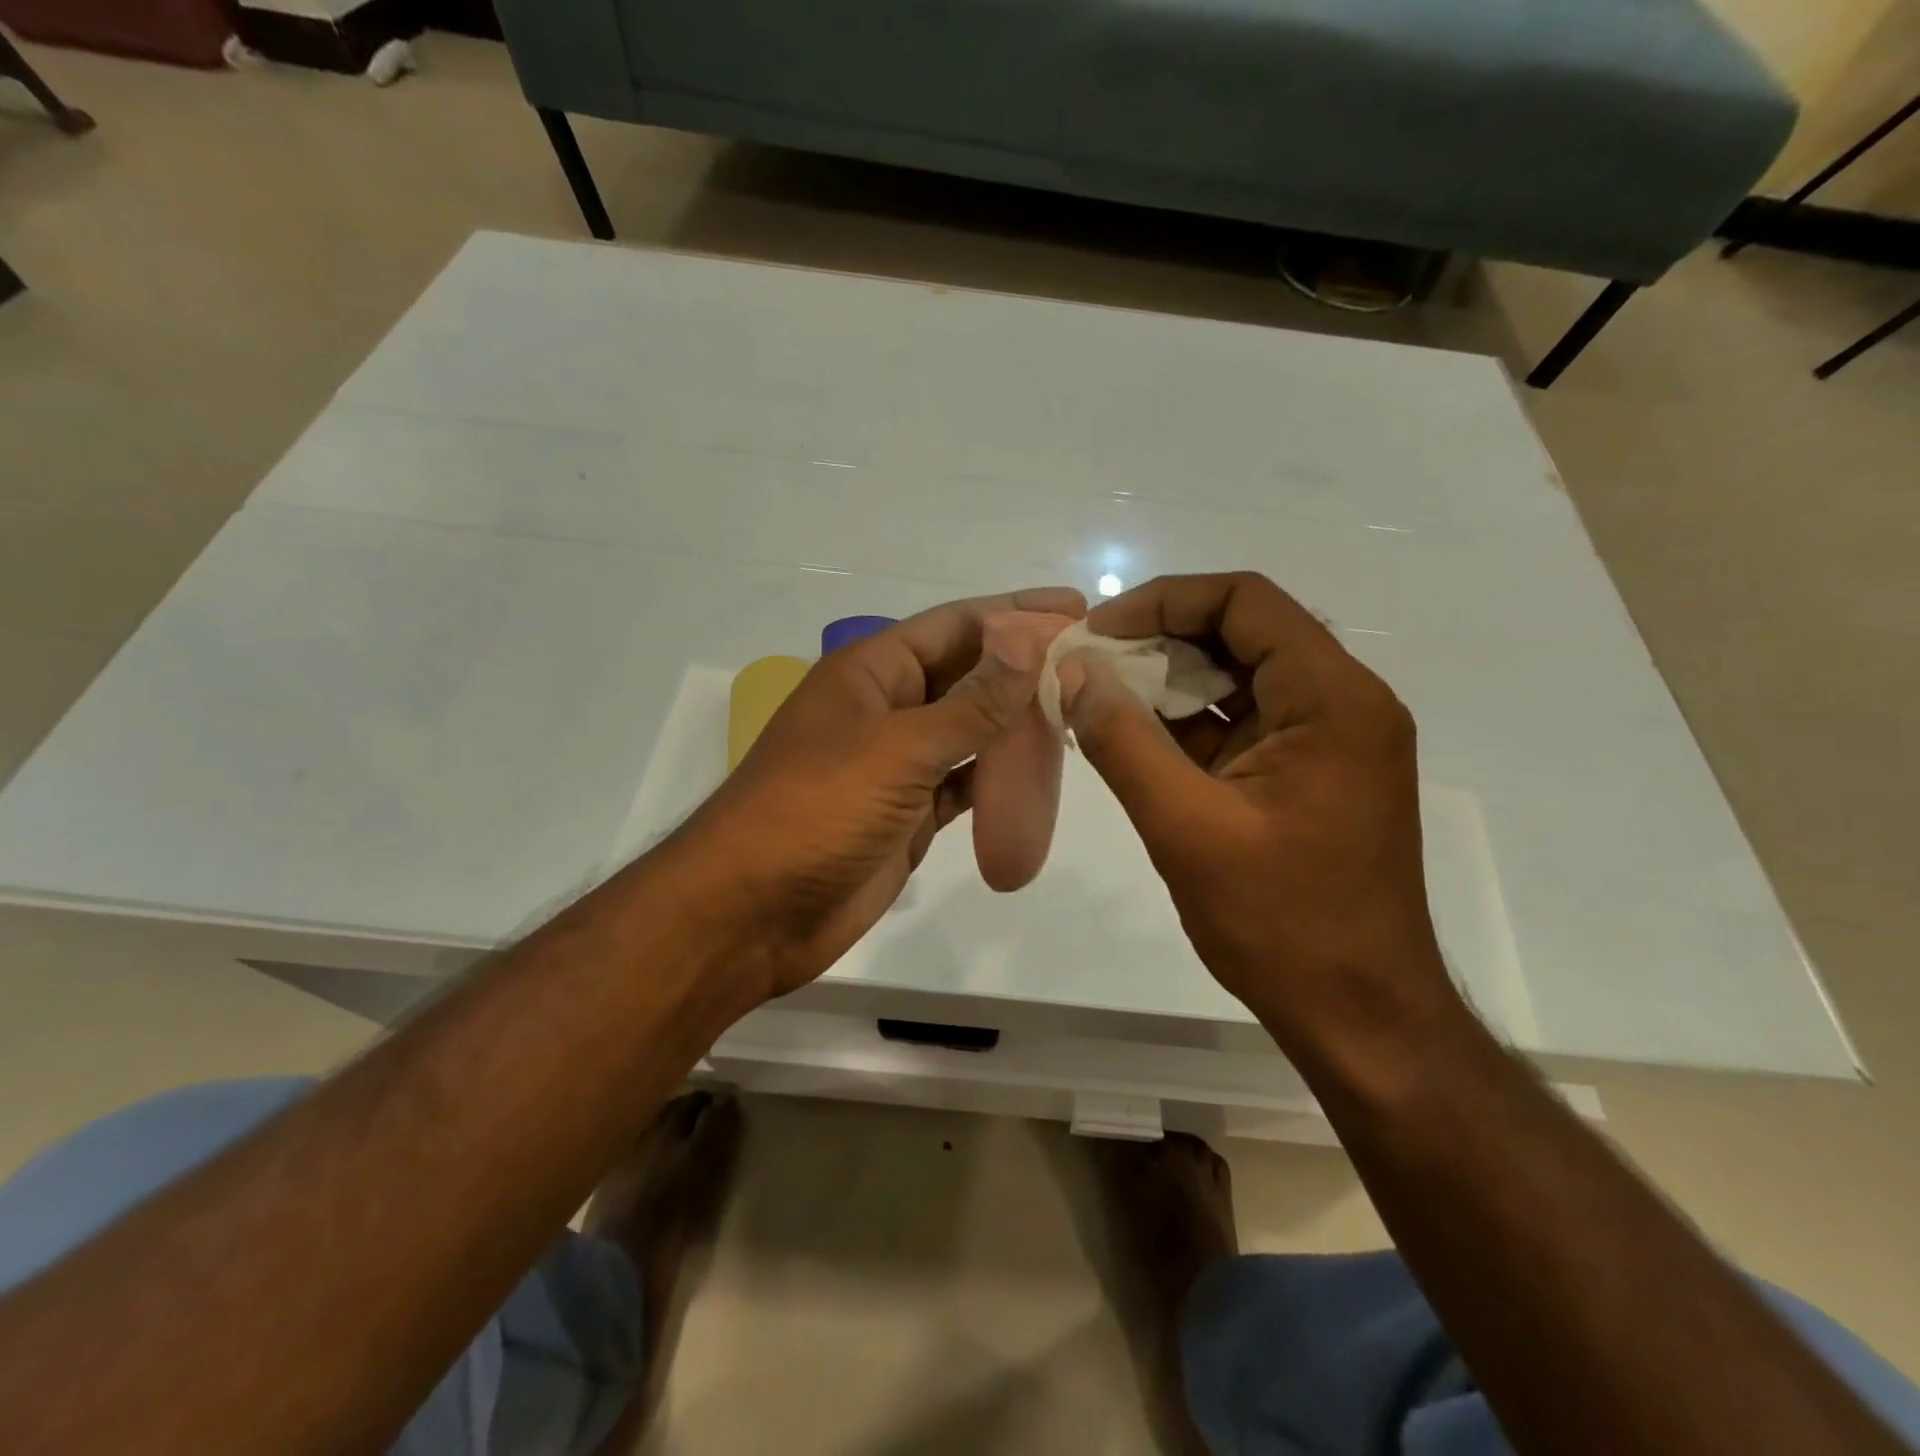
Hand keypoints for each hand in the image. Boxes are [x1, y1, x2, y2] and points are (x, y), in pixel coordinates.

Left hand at [675, 588, 1085, 999]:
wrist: (753, 913)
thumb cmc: (817, 810)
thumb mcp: (899, 748)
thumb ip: (972, 702)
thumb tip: (1029, 639)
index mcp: (871, 671)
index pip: (955, 626)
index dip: (1015, 613)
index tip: (1077, 608)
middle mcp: (886, 708)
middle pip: (966, 675)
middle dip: (1022, 665)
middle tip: (1091, 662)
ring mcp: (897, 764)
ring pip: (969, 730)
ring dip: (1016, 721)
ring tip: (1079, 710)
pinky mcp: (908, 814)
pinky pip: (964, 783)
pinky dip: (998, 776)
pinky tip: (1040, 770)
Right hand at [1055, 572, 1460, 1065]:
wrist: (1359, 1016)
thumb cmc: (1282, 923)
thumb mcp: (1186, 828)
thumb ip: (1123, 742)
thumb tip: (1073, 672)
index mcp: (1332, 699)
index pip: (1246, 601)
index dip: (1163, 601)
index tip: (1097, 633)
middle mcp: (1342, 703)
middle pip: (1243, 632)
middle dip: (1160, 640)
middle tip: (1089, 667)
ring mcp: (1329, 741)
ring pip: (1240, 678)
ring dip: (1169, 682)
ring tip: (1100, 701)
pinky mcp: (1309, 775)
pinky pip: (1242, 723)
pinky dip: (1188, 723)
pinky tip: (1134, 740)